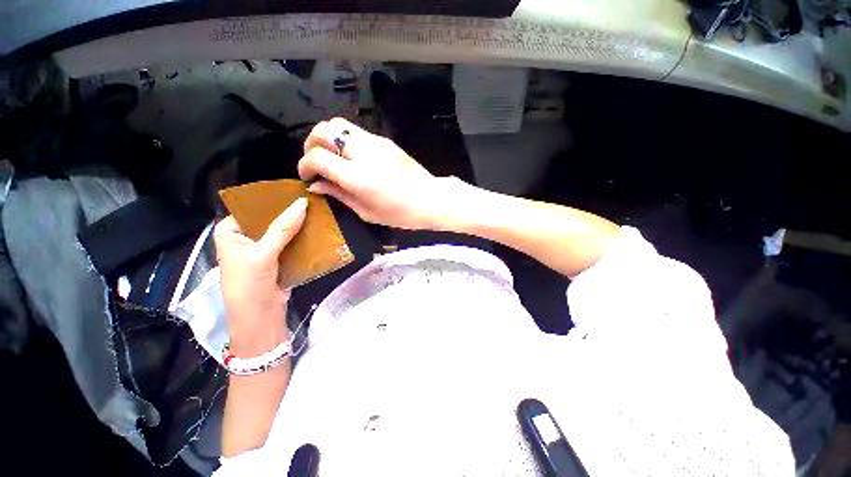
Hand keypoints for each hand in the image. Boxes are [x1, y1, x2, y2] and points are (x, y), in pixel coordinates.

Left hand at [213, 198, 307, 355]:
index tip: (295, 191)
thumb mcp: (263, 254)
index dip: (273, 199)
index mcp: (231, 231)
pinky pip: (291, 242)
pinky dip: (302, 237)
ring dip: (299, 224)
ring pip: (283, 230)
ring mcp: (263, 248)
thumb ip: (282, 228)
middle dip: (290, 212)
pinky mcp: (278, 258)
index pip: (251, 207)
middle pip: (270, 218)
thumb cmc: (249, 285)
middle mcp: (245, 237)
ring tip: (317, 211)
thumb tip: (303, 203)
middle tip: (311, 200)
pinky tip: (316, 229)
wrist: (260, 318)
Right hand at [298, 118, 457, 230]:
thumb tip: (315, 184)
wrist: (430, 198)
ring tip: (330, 156)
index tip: (307, 176)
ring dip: (327, 137)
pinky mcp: (385, 140)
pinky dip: (345, 140)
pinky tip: (350, 157)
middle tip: (314, 162)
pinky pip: (357, 132)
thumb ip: (338, 195)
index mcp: (359, 178)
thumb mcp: (367, 212)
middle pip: (324, 130)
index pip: (318, 157)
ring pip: (339, 124)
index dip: (304, 165)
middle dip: (311, 143)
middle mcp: (365, 154)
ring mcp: (377, 143)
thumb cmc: (400, 213)